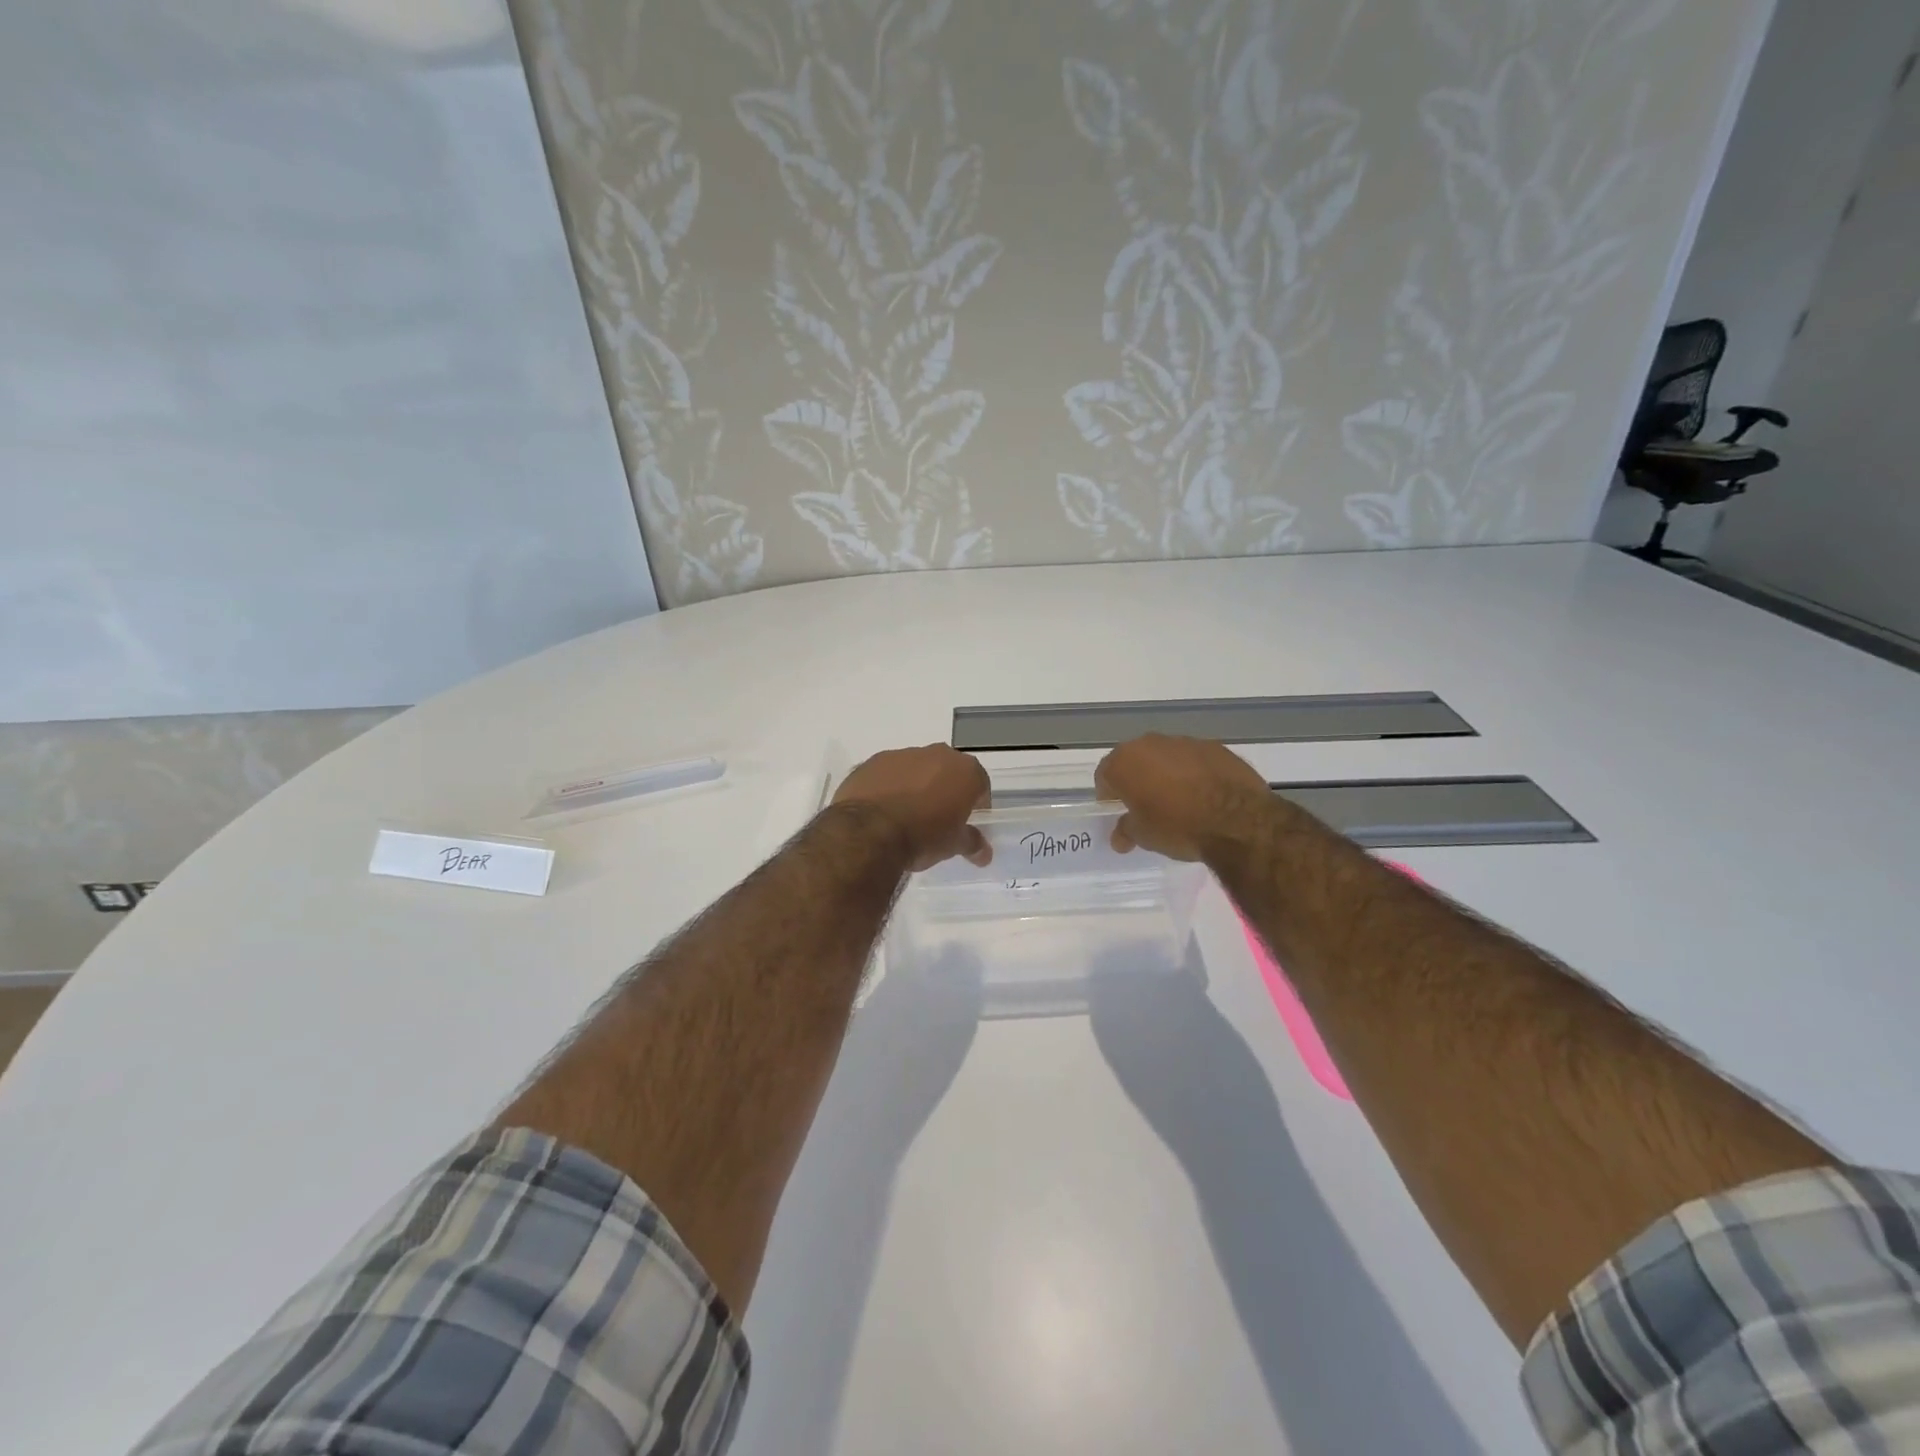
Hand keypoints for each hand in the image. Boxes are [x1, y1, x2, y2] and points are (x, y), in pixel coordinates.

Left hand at [832, 744, 991, 869]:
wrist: (868, 832)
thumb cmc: (923, 836)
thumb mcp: (953, 845)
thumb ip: (972, 843)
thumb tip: (984, 853)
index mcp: (964, 770)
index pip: (980, 785)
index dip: (977, 805)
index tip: (968, 823)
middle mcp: (936, 754)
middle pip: (947, 772)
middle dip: (946, 791)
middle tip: (938, 819)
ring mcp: (902, 754)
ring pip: (916, 769)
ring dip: (916, 787)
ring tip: (906, 816)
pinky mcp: (872, 762)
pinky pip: (888, 774)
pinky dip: (889, 787)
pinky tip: (882, 811)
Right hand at [1094, 734, 1270, 860]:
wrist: (1238, 821)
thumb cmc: (1178, 827)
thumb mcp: (1144, 836)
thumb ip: (1126, 830)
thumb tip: (1120, 836)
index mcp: (1125, 761)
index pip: (1105, 774)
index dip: (1109, 794)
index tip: (1119, 811)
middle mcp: (1150, 743)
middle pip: (1135, 760)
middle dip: (1137, 780)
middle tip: (1147, 805)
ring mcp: (1185, 742)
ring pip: (1166, 757)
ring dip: (1166, 774)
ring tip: (1180, 801)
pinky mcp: (1216, 747)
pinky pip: (1195, 760)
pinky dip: (1194, 773)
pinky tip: (1206, 795)